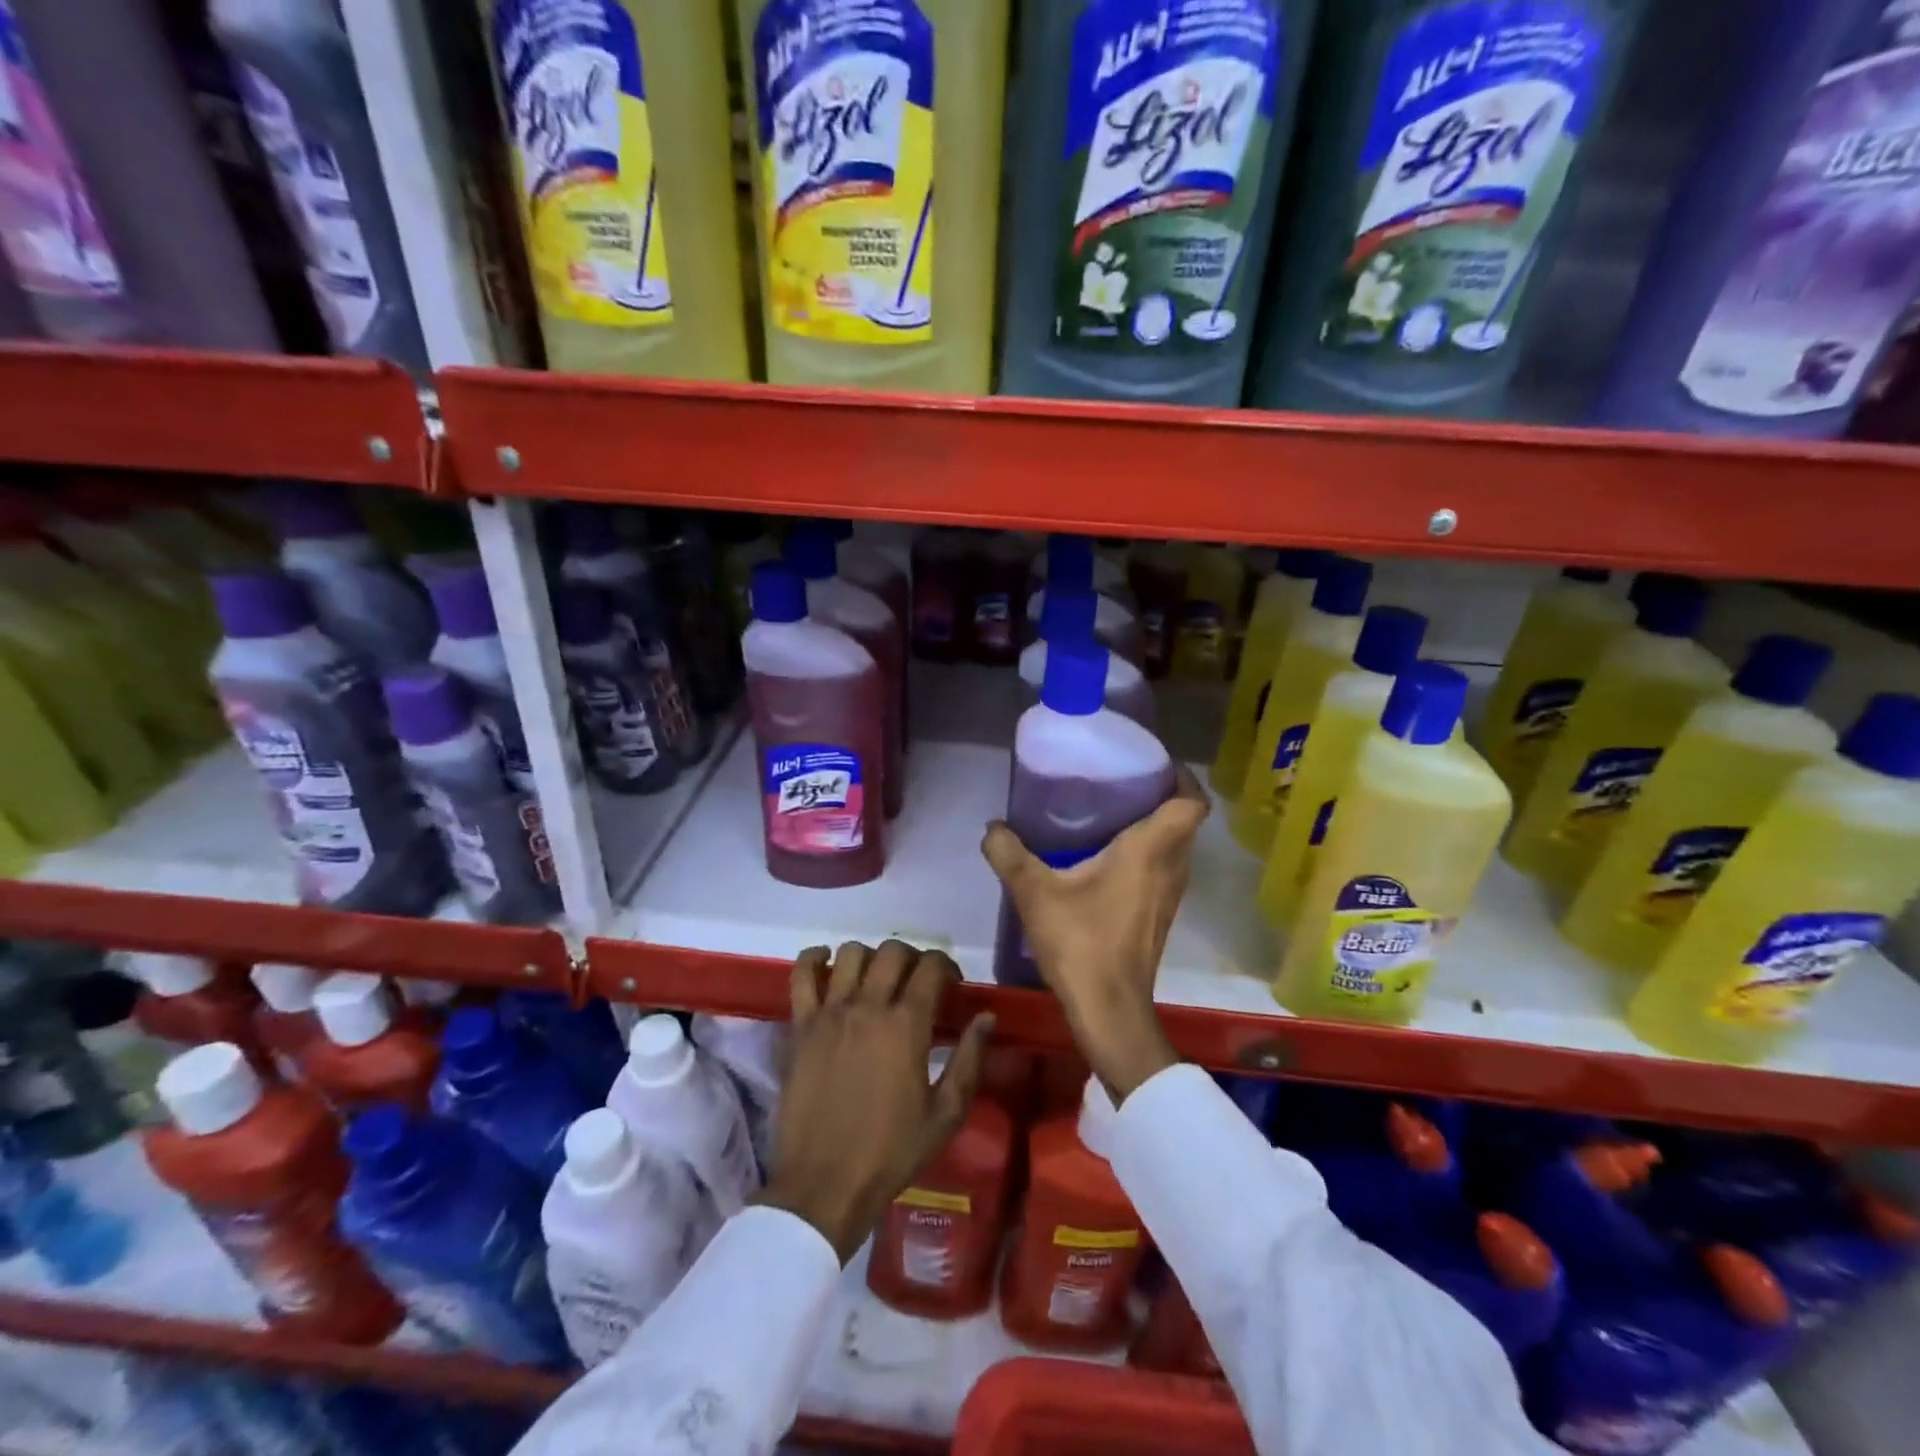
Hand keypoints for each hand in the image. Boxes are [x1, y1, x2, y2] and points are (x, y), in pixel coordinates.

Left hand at [755, 940, 993, 1263]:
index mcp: (907, 1025)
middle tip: (916, 981)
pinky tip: (826, 964)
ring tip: (875, 978)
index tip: (951, 984)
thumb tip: (986, 1017)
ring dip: (869, 957)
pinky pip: (801, 975)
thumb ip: (969, 1059)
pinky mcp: (800, 1026)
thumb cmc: (891, 1153)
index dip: (947, 966)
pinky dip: (813, 959)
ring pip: (850, 954)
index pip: (931, 967)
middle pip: (892, 951)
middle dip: (912, 957)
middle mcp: (869, 1006)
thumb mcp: (945, 1114)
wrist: (824, 1185)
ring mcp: (830, 1013)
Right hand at [981, 768, 1209, 1102]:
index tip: (1154, 764)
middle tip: (1122, 783)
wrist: (1110, 1009)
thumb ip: (1009, 854)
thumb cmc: (1081, 942)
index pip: (1191, 803)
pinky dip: (1147, 855)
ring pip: (1176, 848)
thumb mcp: (1034, 892)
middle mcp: (1171, 868)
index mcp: (1150, 850)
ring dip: (1155, 828)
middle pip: (1184, 822)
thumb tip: (993, 827)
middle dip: (1161, 797)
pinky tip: (1107, 860)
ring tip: (1113, 815)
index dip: (1182, 777)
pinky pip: (1164, 870)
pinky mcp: (1160, 916)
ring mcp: (1170, 895)